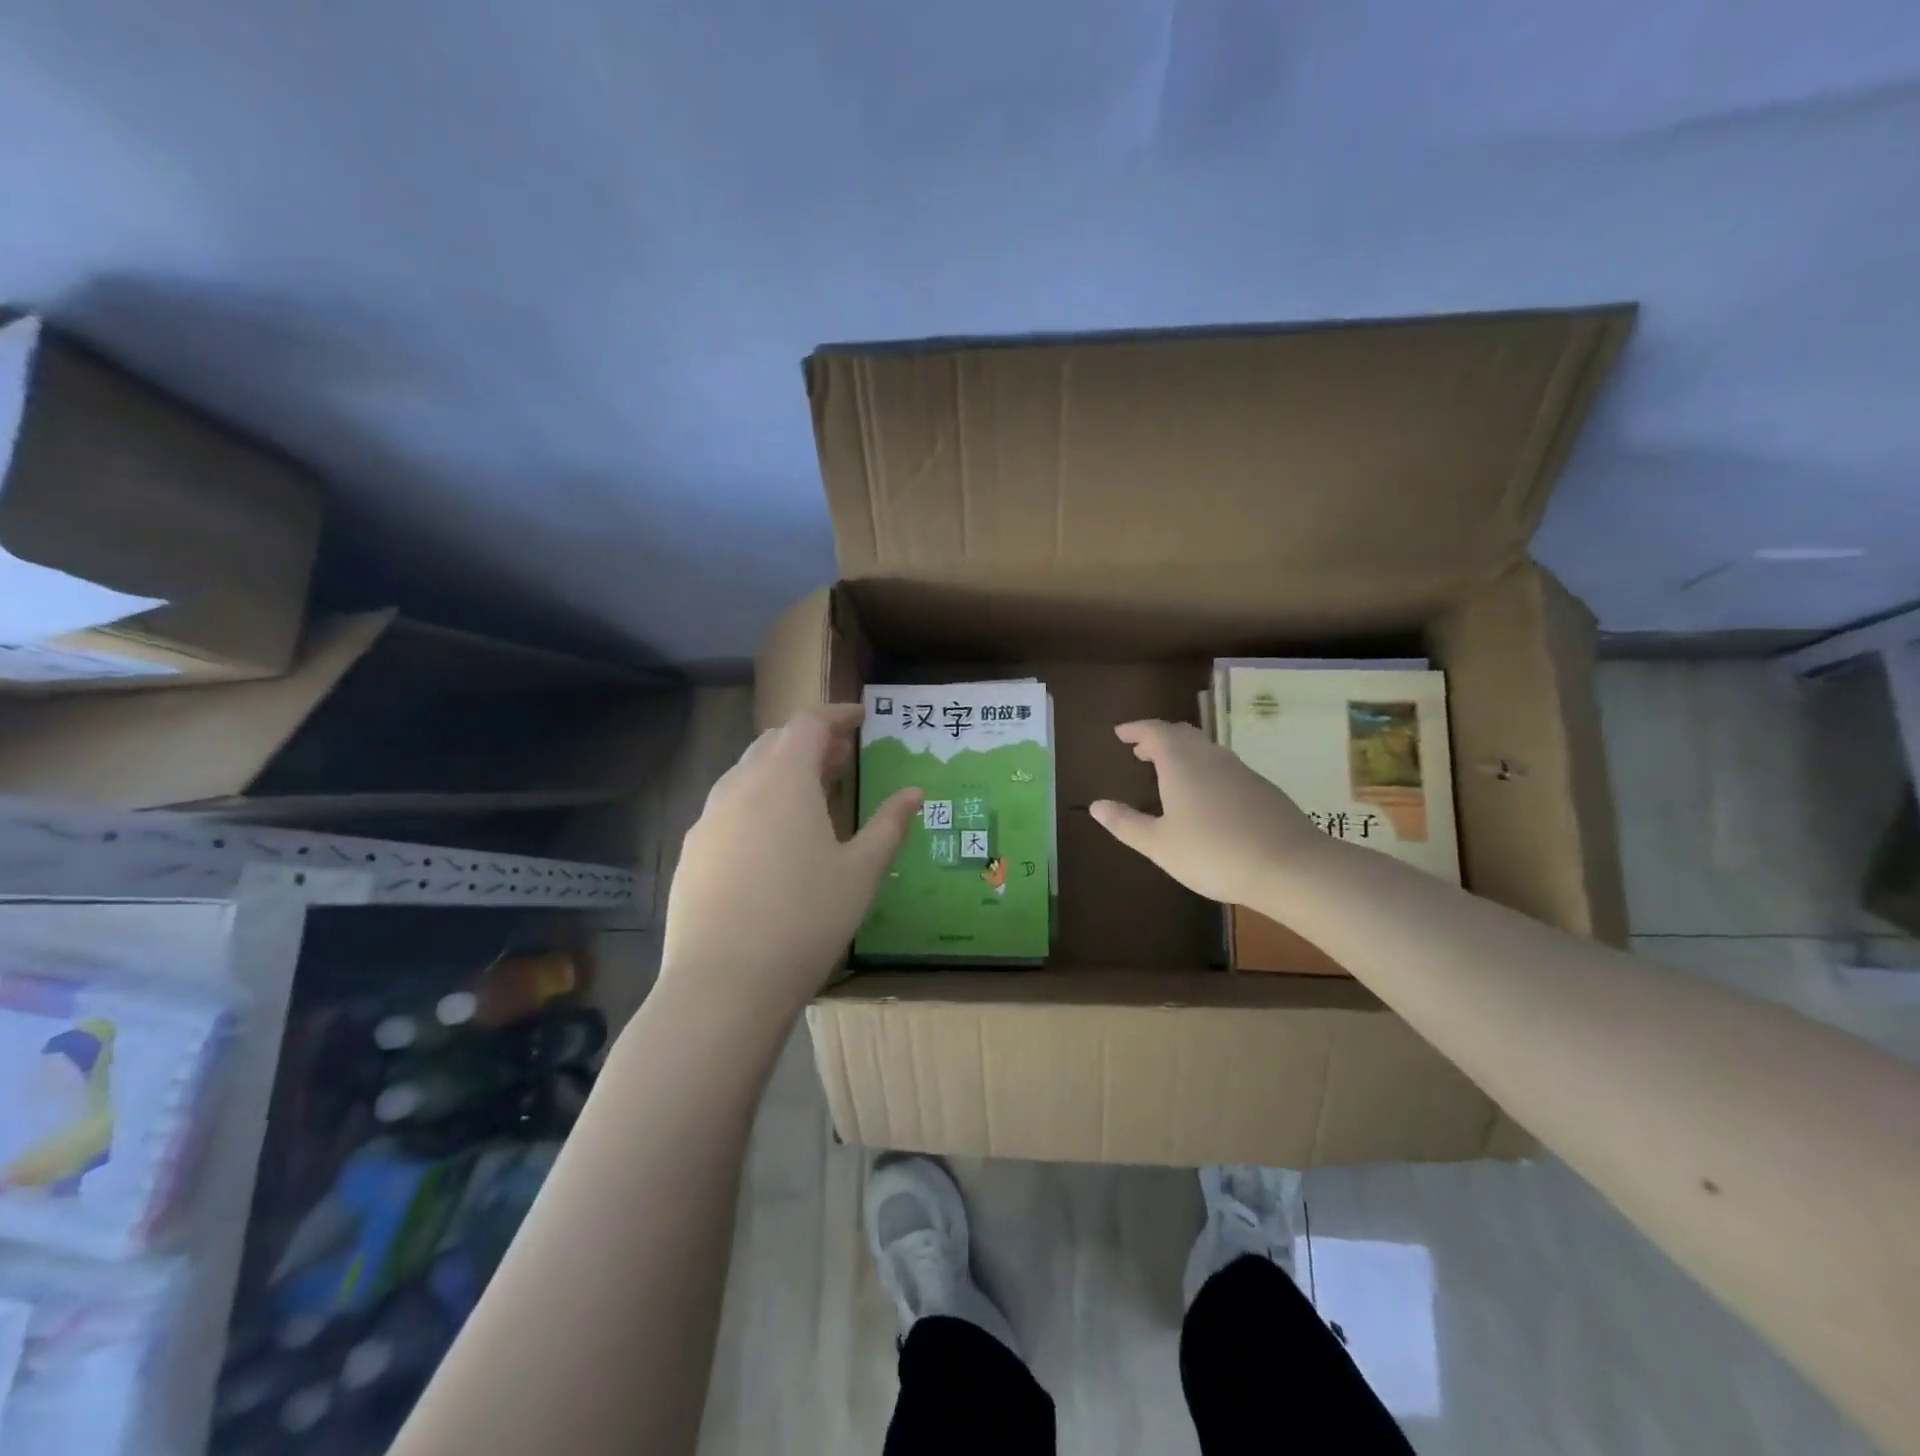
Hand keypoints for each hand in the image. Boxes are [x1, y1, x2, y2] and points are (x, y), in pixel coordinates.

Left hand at [659, 704, 921, 1022]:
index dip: (837, 714)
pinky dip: (754, 801)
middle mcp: (740, 786)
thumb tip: (914, 792)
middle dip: (809, 741)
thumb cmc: (807, 918)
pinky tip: (769, 839)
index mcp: (785, 779)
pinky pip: (726, 807)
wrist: (724, 983)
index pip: (809, 722)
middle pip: (774, 742)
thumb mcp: (861, 871)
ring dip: (779, 770)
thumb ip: (889, 825)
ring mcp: (708, 818)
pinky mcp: (692, 851)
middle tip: (840, 758)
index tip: (860, 717)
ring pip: (746, 773)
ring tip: (808, 795)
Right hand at [1089, 719, 1324, 905]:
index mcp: (1181, 763)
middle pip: (1182, 735)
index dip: (1135, 729)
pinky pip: (1224, 766)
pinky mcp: (1262, 788)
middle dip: (1158, 738)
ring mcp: (1241, 770)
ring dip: (1183, 753)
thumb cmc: (1213, 853)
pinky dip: (1205, 769)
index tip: (1120, 733)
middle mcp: (1210, 757)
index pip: (1154, 732)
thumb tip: (1096, 806)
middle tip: (1141, 750)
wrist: (1289, 866)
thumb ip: (1126, 824)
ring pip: (1206, 749)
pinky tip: (1206, 796)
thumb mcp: (1160, 845)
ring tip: (1169, 771)